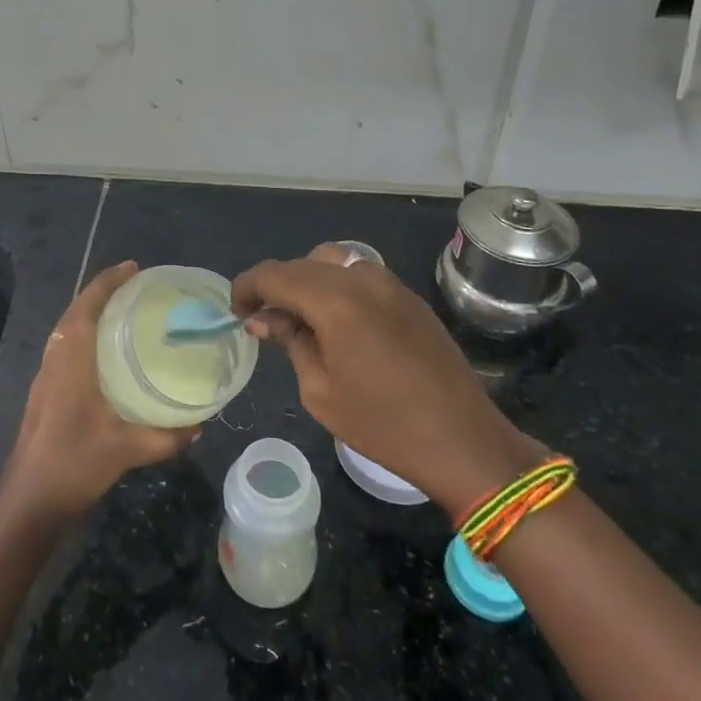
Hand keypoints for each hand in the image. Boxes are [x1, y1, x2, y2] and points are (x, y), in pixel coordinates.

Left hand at [0, 261, 199, 522]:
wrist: (28, 503)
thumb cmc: (74, 465)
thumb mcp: (127, 450)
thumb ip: (167, 437)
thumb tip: (201, 424)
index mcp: (71, 360)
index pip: (87, 306)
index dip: (108, 282)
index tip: (133, 268)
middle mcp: (55, 360)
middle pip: (74, 312)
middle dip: (101, 293)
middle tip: (135, 287)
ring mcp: (45, 377)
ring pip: (66, 330)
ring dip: (89, 313)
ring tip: (123, 313)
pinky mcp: (43, 394)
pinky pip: (64, 348)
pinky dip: (83, 336)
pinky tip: (105, 356)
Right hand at [233, 245, 541, 512]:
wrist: (463, 439)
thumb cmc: (382, 424)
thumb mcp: (319, 389)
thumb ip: (290, 341)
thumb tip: (265, 318)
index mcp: (334, 301)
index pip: (274, 274)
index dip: (247, 287)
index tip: (237, 312)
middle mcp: (361, 279)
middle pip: (303, 263)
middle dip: (277, 285)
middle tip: (266, 320)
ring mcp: (390, 283)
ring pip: (334, 262)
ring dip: (309, 281)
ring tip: (302, 318)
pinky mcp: (409, 296)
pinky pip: (361, 275)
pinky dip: (338, 286)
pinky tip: (338, 322)